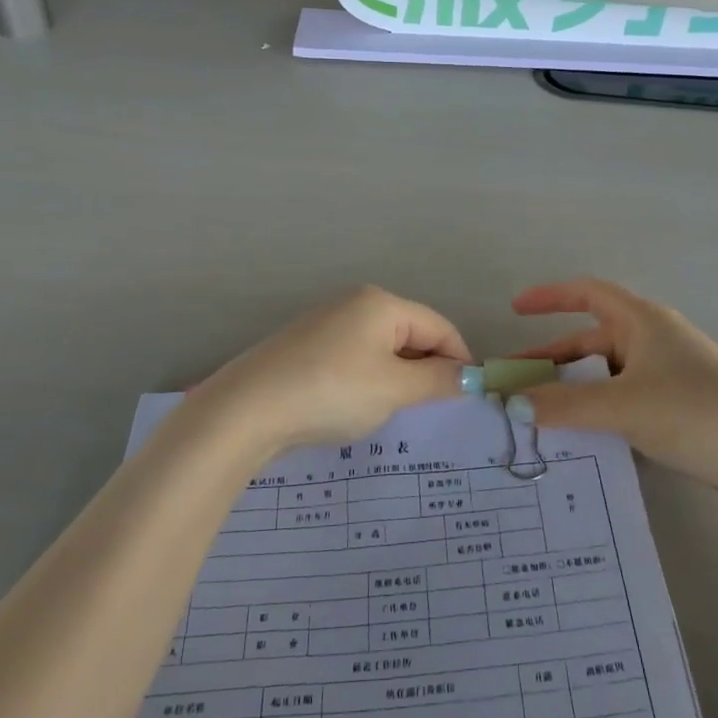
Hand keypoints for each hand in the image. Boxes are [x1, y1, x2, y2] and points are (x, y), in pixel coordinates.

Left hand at [191, 286, 473, 454]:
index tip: (469, 396)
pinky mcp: (304, 347)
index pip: (439, 326)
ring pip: (380, 349)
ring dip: (397, 379)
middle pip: (410, 334)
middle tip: (433, 409)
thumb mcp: (394, 389)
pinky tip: (356, 409)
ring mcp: (325, 324)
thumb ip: (437, 380)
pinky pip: (352, 359)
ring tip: (394, 413)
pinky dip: (367, 381)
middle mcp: (354, 303)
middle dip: (426, 370)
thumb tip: (470, 376)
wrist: (247, 410)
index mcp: (381, 303)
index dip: (459, 360)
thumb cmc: (333, 391)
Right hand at [511, 278, 717, 502]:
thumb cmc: (695, 411)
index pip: (588, 293)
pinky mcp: (677, 409)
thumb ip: (563, 405)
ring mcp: (667, 376)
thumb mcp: (622, 406)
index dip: (550, 297)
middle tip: (514, 383)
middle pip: (590, 340)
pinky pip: (623, 400)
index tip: (515, 310)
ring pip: (606, 376)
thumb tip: (510, 404)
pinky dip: (597, 411)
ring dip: (572, 390)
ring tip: (536, 416)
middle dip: (551, 359)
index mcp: (642, 321)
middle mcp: (653, 341)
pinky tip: (578, 437)